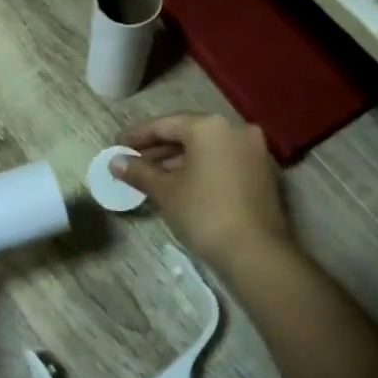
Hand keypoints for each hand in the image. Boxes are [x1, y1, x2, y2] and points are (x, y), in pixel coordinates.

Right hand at [112, 113, 291, 269]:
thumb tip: (114, 162)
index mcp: (211, 126)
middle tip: (132, 162)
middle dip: (158, 149)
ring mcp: (254, 151)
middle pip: (189, 134)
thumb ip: (138, 171)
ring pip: (207, 149)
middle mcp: (236, 130)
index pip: (166, 124)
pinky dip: (201, 169)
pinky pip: (223, 162)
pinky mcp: (263, 173)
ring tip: (152, 177)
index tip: (117, 145)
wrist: (255, 252)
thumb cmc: (204, 213)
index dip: (138, 136)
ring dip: (179, 160)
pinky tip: (180, 185)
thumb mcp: (165, 191)